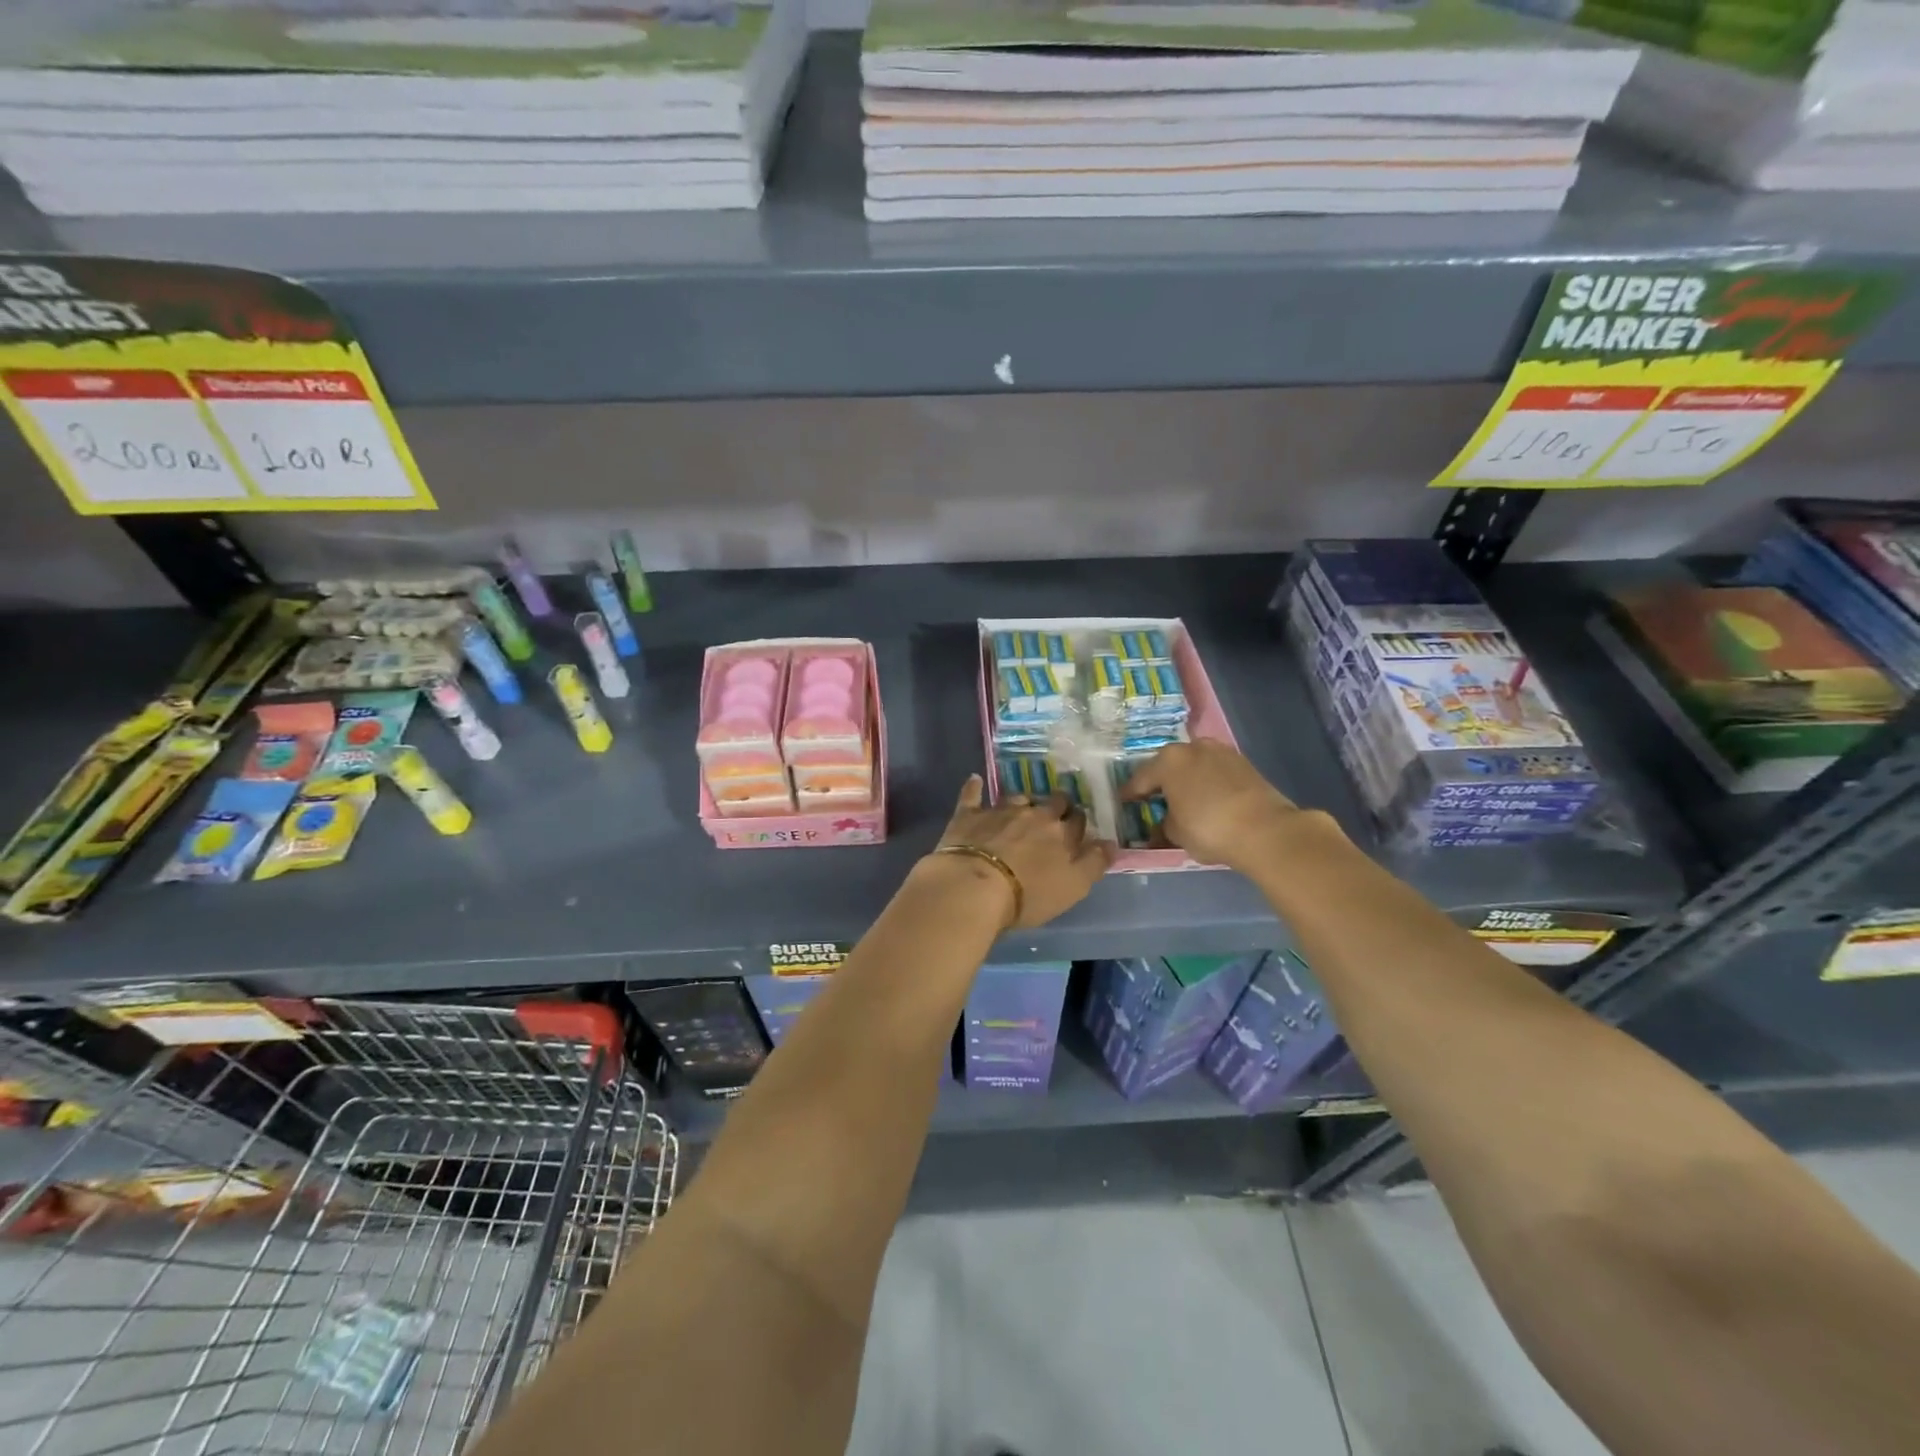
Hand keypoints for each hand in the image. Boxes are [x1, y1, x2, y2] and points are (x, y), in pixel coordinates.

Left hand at [924, 774, 1113, 928]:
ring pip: (1018, 798)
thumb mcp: (1073, 887)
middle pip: (1052, 802)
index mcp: (1062, 832)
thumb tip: (1111, 843)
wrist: (975, 886)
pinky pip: (973, 795)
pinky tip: (975, 780)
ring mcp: (1000, 811)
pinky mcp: (970, 815)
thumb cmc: (1029, 894)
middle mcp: (1035, 814)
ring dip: (1022, 802)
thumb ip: (1094, 863)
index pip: (1078, 821)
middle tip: (1052, 816)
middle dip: (1056, 805)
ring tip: (1020, 810)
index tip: (1076, 827)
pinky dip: (974, 788)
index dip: (1078, 823)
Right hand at [1118, 740, 1316, 871]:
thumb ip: (1164, 823)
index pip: (1140, 779)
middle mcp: (1192, 747)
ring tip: (1184, 799)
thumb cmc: (1209, 829)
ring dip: (1187, 779)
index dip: (1130, 794)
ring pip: (1194, 765)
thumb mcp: (1175, 833)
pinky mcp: (1243, 762)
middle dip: (1161, 782)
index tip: (1124, 803)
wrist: (1266, 830)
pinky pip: (1214, 771)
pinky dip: (1207, 782)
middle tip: (1154, 800)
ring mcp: (1221, 751)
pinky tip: (1208, 799)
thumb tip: (1166, 821)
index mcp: (1168, 761)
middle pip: (1168, 765)